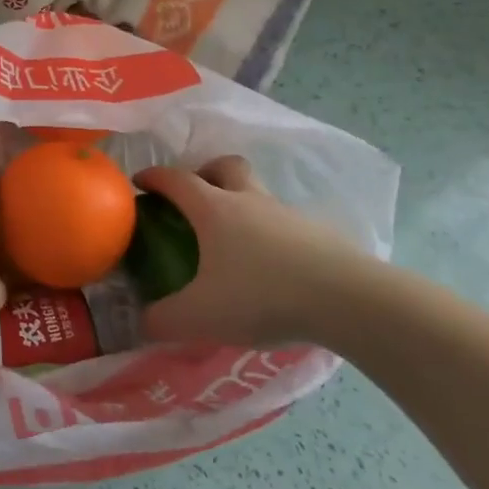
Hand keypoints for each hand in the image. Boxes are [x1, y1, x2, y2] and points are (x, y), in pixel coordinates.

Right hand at [133, 156, 378, 346]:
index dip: (153, 177)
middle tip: (195, 198)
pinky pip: (285, 225)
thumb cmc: (262, 295)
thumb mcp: (201, 315)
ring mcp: (287, 216)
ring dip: (241, 205)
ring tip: (233, 242)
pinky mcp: (319, 236)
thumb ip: (164, 320)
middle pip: (225, 166)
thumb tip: (141, 322)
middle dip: (205, 172)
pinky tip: (271, 269)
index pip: (175, 179)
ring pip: (258, 194)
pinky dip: (271, 236)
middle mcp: (249, 201)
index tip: (139, 183)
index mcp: (214, 209)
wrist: (349, 301)